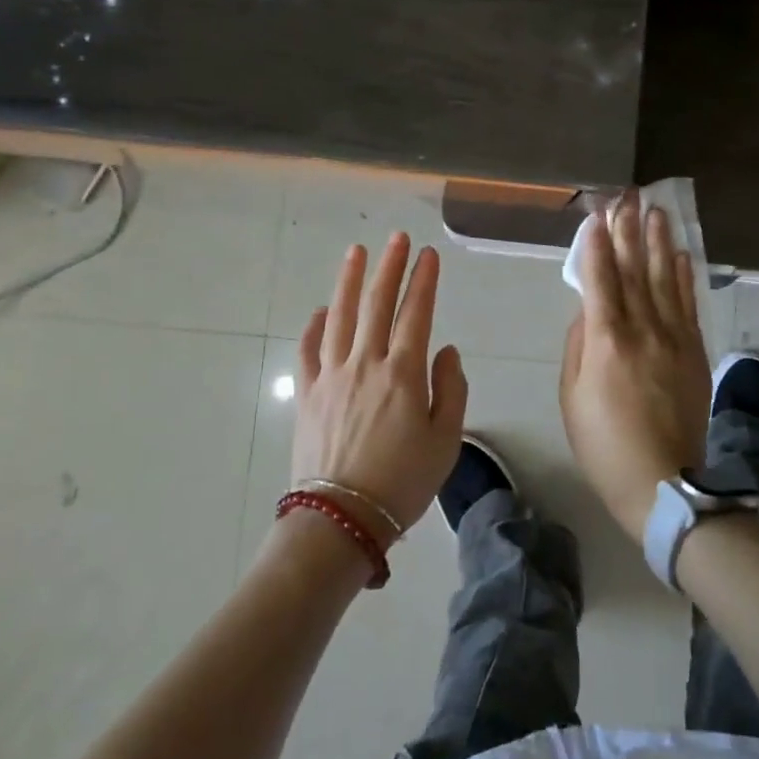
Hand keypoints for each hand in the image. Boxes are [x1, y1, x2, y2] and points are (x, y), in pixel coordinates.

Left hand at [292, 233, 468, 536]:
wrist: (341, 519)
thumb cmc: (402, 482)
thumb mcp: (446, 440)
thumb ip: (451, 389)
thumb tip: (445, 350)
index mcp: (403, 374)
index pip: (415, 314)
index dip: (423, 281)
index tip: (429, 255)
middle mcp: (365, 364)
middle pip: (376, 304)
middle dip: (389, 267)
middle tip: (396, 239)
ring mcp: (331, 376)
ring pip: (339, 317)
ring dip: (348, 281)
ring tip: (355, 253)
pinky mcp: (308, 394)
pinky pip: (309, 350)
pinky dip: (315, 325)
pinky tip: (321, 310)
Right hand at [559, 199, 710, 540]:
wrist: (664, 482)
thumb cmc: (604, 444)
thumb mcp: (571, 397)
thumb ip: (578, 346)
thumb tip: (588, 312)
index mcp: (606, 340)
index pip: (599, 279)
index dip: (596, 244)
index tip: (597, 215)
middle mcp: (643, 329)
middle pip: (633, 270)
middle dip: (628, 231)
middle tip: (627, 198)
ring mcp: (674, 338)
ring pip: (663, 279)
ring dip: (658, 242)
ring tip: (656, 211)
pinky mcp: (695, 351)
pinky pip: (688, 304)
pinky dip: (682, 276)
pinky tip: (679, 254)